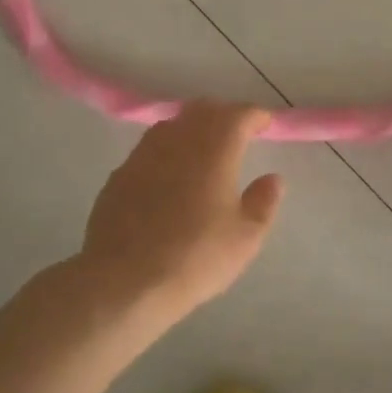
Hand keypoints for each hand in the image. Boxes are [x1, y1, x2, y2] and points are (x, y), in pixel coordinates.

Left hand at [75, 101, 284, 324]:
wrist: (123, 281)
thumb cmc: (195, 258)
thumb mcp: (245, 238)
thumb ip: (263, 202)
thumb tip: (272, 178)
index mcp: (214, 150)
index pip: (238, 115)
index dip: (255, 116)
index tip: (265, 124)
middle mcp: (177, 142)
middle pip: (202, 111)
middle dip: (223, 116)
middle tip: (238, 133)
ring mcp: (142, 156)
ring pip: (172, 126)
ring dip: (192, 128)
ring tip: (203, 150)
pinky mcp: (119, 176)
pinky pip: (149, 150)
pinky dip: (167, 152)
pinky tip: (169, 177)